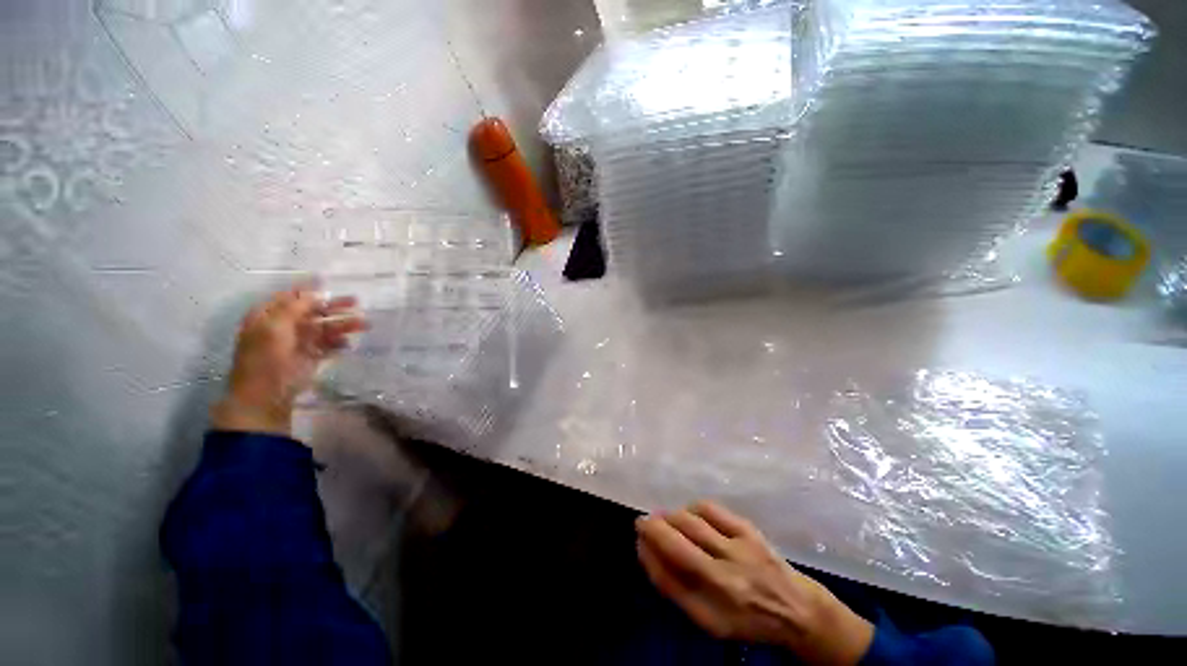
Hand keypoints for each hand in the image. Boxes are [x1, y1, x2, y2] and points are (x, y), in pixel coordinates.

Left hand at [211, 284, 367, 436]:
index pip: (291, 297)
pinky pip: (328, 346)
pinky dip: (339, 344)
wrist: (265, 396)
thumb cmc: (265, 359)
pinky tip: (348, 344)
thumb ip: (295, 307)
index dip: (309, 289)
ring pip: (324, 329)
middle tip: (356, 302)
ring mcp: (298, 343)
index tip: (329, 282)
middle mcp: (284, 327)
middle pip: (312, 311)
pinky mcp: (310, 358)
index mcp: (269, 316)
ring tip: (364, 324)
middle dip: (334, 306)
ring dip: (343, 325)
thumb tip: (316, 292)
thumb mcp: (275, 328)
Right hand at [636, 501, 872, 665]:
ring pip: (692, 520)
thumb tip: (646, 551)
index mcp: (716, 601)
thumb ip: (674, 588)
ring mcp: (739, 545)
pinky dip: (693, 508)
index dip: (649, 547)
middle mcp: (727, 571)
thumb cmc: (746, 619)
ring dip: (671, 516)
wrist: (796, 609)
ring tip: (666, 520)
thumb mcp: (707, 620)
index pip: (670, 569)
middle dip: (654, 525)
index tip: (638, 535)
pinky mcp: (748, 528)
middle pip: (679, 537)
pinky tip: (690, 514)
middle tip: (644, 522)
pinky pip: (711, 508)